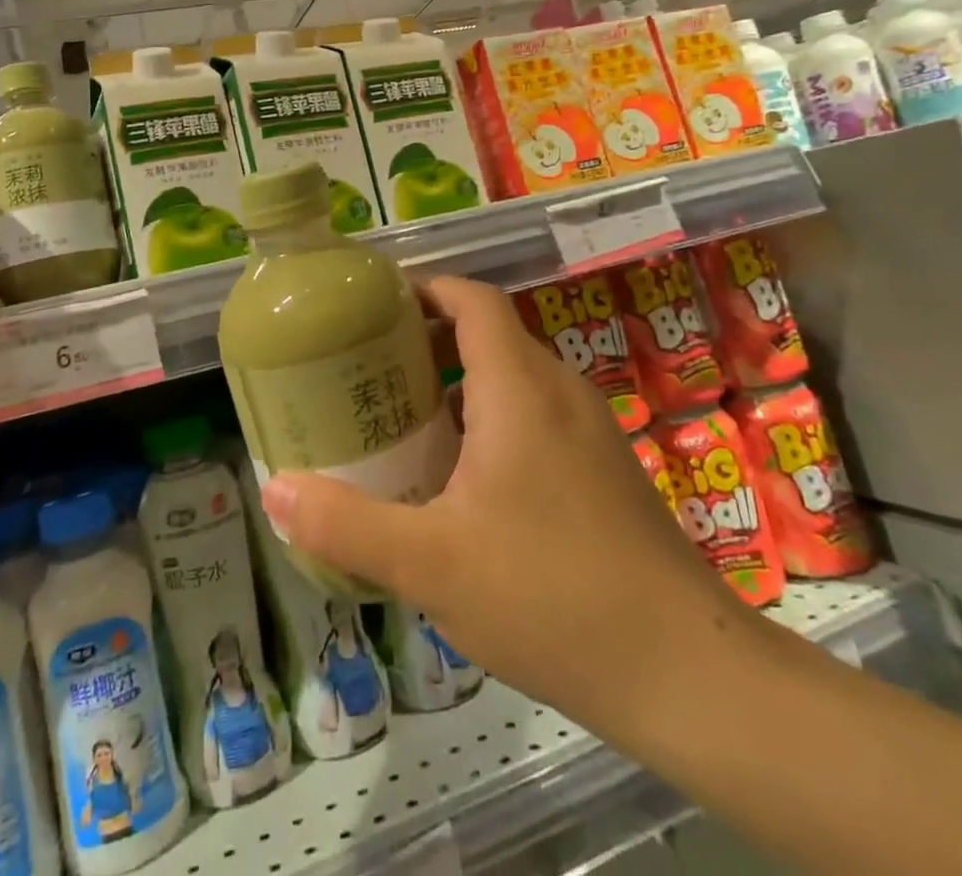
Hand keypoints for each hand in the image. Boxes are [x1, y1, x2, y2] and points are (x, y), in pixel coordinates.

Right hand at [260, 276, 747, 720]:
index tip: (376, 305)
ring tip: (405, 426)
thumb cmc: (551, 595)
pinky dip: (491, 424)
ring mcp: (590, 432)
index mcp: (519, 388)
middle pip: (489, 337)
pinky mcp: (605, 472)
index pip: (473, 300)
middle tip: (370, 371)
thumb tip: (275, 489)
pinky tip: (464, 486)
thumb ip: (346, 524)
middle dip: (428, 343)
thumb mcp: (431, 563)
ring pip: (513, 382)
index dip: (426, 288)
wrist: (687, 674)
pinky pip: (536, 420)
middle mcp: (559, 393)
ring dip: (459, 388)